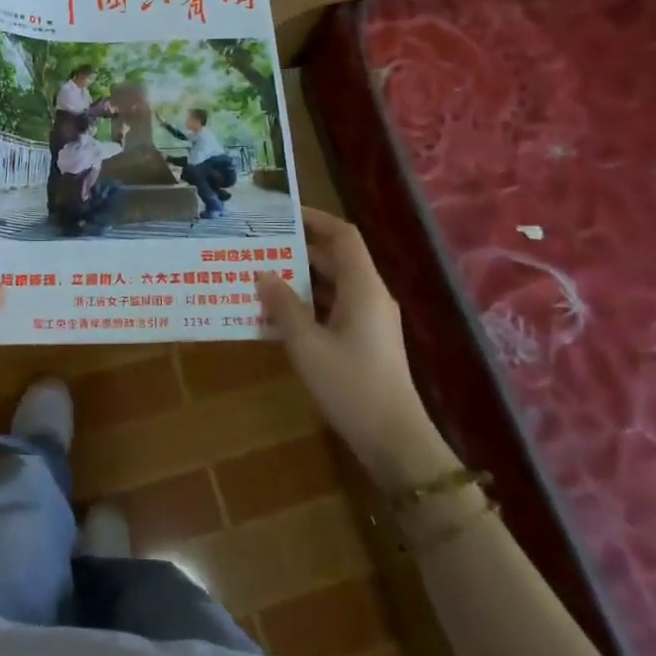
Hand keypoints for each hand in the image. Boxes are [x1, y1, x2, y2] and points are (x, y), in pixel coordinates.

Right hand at [255, 208, 451, 490]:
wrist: (394, 440)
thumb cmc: (350, 385)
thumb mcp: (307, 345)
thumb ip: (283, 306)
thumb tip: (263, 274)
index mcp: (362, 287)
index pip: (342, 236)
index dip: (315, 219)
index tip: (282, 215)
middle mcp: (370, 295)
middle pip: (336, 258)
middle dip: (299, 250)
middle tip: (261, 246)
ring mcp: (371, 319)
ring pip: (334, 285)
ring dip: (301, 279)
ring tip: (262, 276)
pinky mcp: (366, 340)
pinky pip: (335, 307)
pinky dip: (309, 304)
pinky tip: (279, 314)